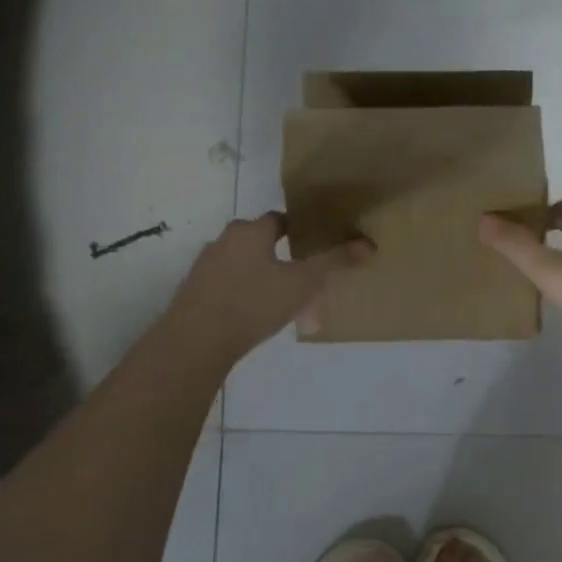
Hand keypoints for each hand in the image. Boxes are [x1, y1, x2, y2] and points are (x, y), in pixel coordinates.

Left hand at [162, 213, 372, 361]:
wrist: (195, 341)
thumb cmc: (254, 303)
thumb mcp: (303, 284)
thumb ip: (334, 263)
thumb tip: (369, 245)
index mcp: (250, 231)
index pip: (278, 220)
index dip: (298, 230)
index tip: (313, 244)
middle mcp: (223, 241)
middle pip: (258, 241)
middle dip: (279, 255)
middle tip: (301, 277)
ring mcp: (204, 267)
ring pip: (241, 264)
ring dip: (260, 276)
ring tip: (281, 301)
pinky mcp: (192, 293)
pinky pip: (226, 285)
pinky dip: (242, 293)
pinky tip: (254, 317)